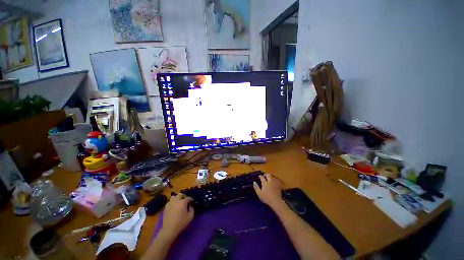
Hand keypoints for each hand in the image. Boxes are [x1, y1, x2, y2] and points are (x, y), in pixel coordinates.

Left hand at [161, 193, 193, 238]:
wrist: (169, 229)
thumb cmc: (181, 223)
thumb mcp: (190, 217)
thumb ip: (192, 209)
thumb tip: (190, 206)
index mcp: (183, 202)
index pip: (188, 198)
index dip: (190, 199)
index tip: (191, 202)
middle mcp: (176, 201)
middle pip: (180, 194)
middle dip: (183, 196)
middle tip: (185, 200)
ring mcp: (170, 203)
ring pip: (174, 197)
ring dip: (177, 198)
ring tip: (179, 202)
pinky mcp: (166, 207)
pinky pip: (170, 202)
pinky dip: (172, 202)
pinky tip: (174, 207)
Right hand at [253, 173, 283, 207]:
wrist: (276, 201)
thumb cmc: (266, 198)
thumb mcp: (259, 193)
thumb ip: (256, 187)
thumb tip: (254, 182)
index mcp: (265, 182)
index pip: (262, 177)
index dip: (260, 176)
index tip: (259, 176)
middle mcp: (270, 181)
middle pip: (268, 175)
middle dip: (266, 174)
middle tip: (264, 176)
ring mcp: (275, 183)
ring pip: (273, 177)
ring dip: (270, 177)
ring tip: (269, 179)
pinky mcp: (278, 186)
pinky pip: (276, 181)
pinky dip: (274, 181)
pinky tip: (274, 183)